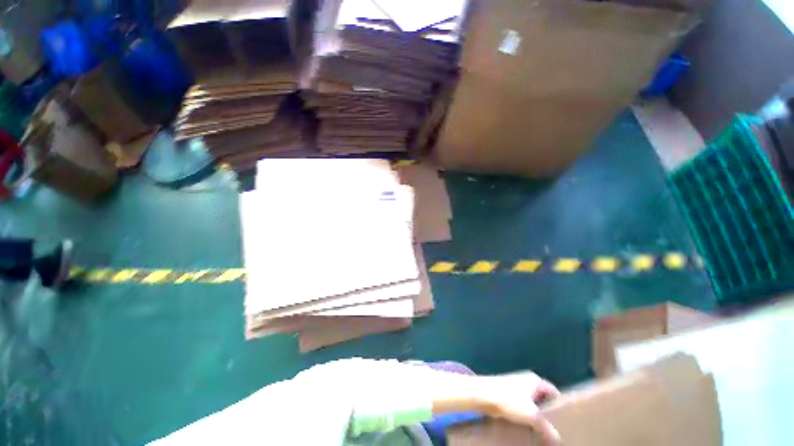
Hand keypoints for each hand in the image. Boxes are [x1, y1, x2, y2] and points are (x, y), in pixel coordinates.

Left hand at [475, 372, 560, 444]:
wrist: (483, 394)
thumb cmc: (509, 400)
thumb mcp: (532, 416)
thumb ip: (546, 428)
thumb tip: (557, 439)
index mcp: (535, 379)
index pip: (553, 391)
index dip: (559, 404)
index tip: (564, 418)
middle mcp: (526, 379)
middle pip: (541, 396)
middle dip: (546, 411)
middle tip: (553, 426)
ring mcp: (514, 384)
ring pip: (530, 401)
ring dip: (533, 413)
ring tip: (539, 428)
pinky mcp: (505, 391)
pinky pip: (519, 403)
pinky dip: (522, 412)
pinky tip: (523, 424)